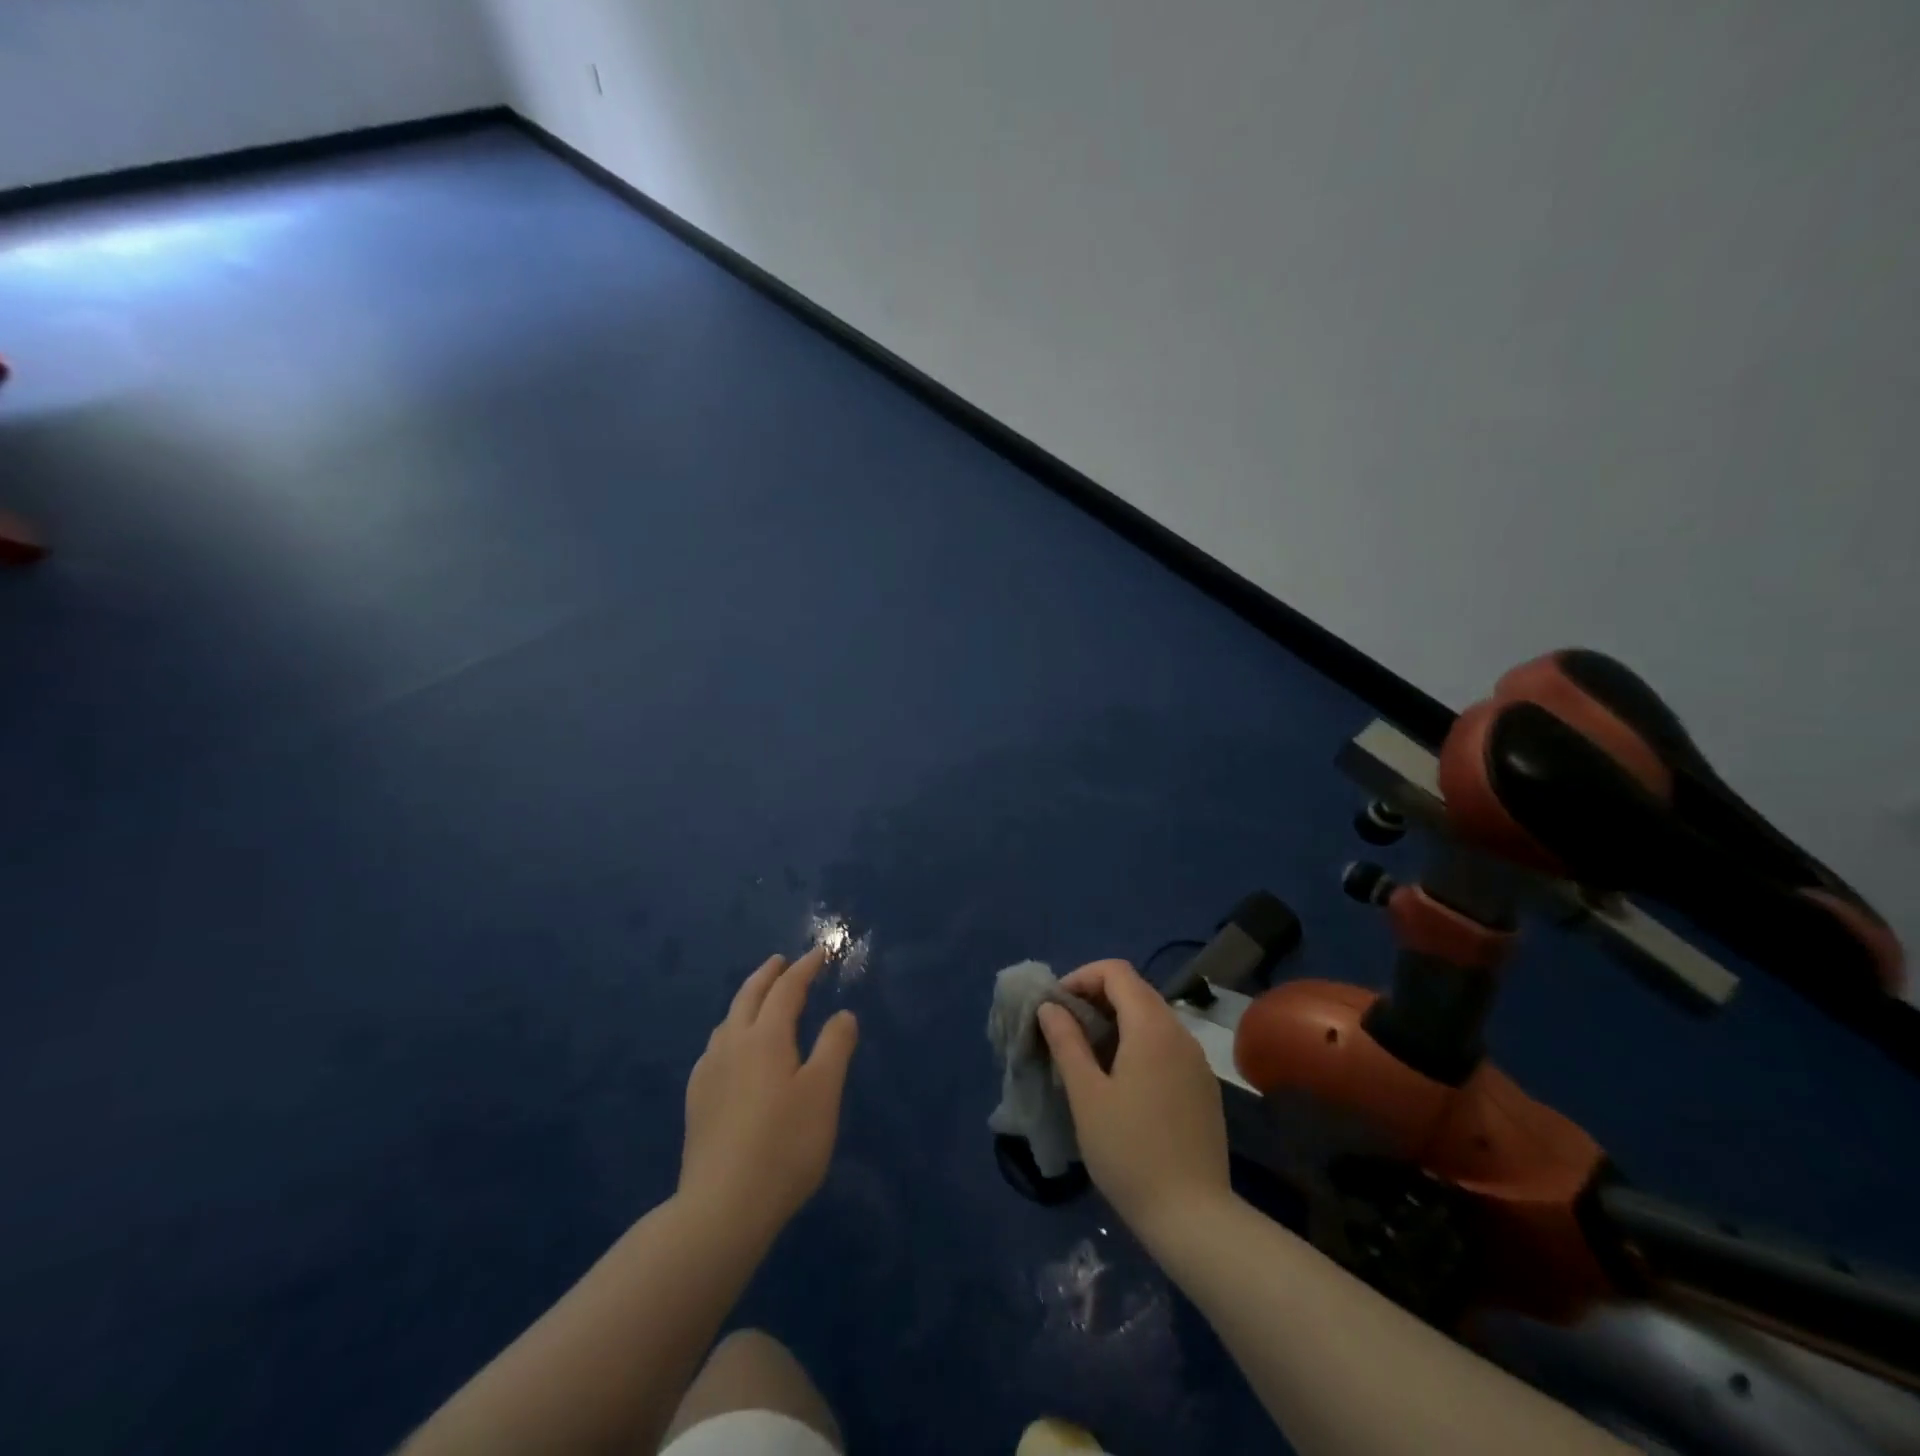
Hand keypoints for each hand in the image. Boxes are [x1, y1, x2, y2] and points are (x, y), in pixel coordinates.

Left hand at [679, 946, 859, 1238]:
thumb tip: (842, 1014)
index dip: (805, 968)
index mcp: (765, 1037)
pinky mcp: (697, 1101)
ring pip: (728, 1021)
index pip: (787, 990)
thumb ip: (835, 1047)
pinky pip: (716, 1048)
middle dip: (768, 974)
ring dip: (747, 1001)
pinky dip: (732, 1031)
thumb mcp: (823, 1093)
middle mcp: (732, 1045)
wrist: (721, 1208)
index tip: (820, 952)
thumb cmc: (784, 1145)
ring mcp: (709, 1073)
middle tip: (782, 961)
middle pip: (748, 996)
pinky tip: (733, 1052)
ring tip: (760, 1000)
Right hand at [1038, 958, 1231, 1242]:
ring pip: (1152, 1017)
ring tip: (1086, 1052)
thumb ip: (1067, 1042)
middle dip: (1096, 997)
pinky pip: (1166, 1044)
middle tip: (1064, 1027)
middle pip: (1135, 990)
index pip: (1116, 972)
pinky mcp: (1202, 1086)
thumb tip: (1051, 1007)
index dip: (1082, 977)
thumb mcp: (1086, 1095)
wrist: (1193, 1217)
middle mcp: (1179, 1033)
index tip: (1056, 1005)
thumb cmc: (1129, 1151)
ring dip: (1116, 1020)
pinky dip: (1137, 1042)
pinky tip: (1119, 1078)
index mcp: (1151, 1027)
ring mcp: (1196, 1060)